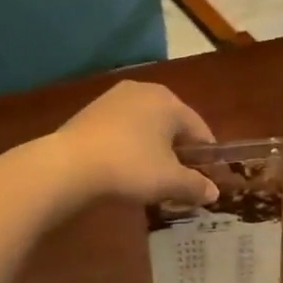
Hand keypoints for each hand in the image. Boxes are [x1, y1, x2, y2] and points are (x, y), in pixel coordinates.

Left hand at [48, 82, 218, 206]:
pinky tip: (124, 168)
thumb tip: (213, 192)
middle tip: (179, 180)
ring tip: (151, 177)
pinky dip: (130, 146)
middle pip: (172, 125)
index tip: (207, 180)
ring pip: (146, 126)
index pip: (200, 130)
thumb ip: (196, 186)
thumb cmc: (130, 167)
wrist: (68, 166)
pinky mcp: (91, 111)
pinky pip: (123, 129)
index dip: (207, 157)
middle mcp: (145, 90)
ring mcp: (114, 98)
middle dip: (179, 152)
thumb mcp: (170, 182)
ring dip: (153, 149)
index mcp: (170, 101)